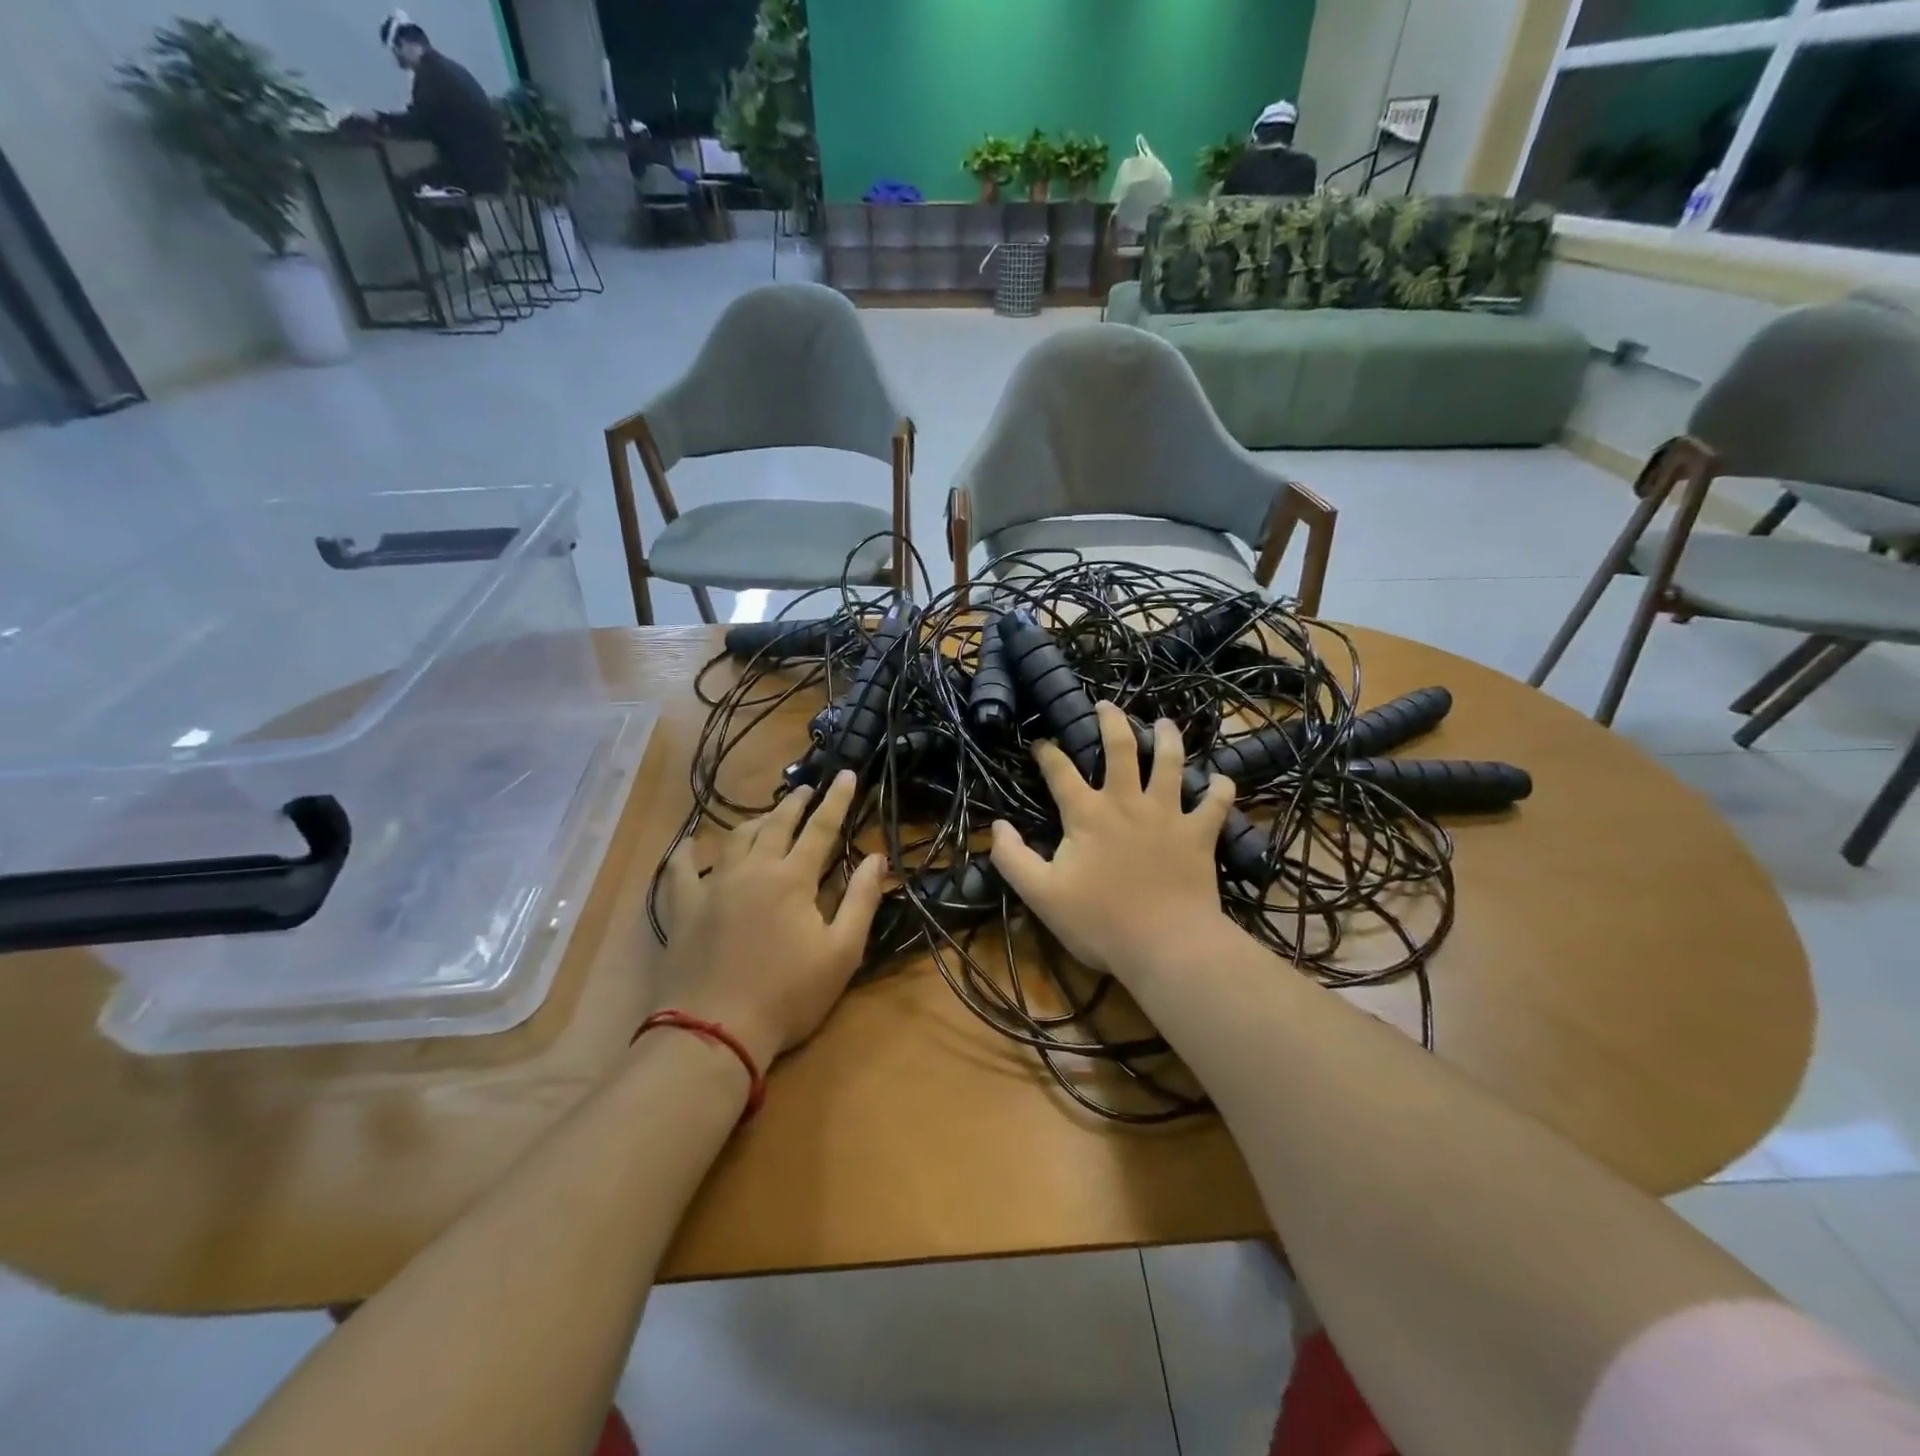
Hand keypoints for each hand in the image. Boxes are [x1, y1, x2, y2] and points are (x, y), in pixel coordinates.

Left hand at [653, 770, 884, 1068]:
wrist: (715, 1031)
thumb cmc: (788, 995)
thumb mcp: (841, 953)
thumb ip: (861, 900)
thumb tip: (877, 857)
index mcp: (793, 878)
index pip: (821, 828)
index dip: (837, 800)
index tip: (846, 774)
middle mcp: (753, 869)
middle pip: (776, 825)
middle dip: (795, 804)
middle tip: (806, 789)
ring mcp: (713, 886)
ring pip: (734, 838)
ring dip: (754, 821)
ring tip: (765, 816)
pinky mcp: (683, 907)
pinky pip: (680, 869)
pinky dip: (686, 852)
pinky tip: (689, 844)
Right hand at [990, 702, 1235, 976]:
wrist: (1165, 945)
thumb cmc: (1099, 921)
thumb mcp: (1040, 894)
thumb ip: (1012, 858)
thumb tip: (998, 827)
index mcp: (1087, 814)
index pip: (1060, 771)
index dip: (1047, 752)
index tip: (1040, 742)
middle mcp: (1127, 802)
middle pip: (1120, 747)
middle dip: (1111, 720)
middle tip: (1106, 705)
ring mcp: (1168, 814)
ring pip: (1171, 762)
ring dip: (1168, 738)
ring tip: (1164, 723)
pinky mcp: (1199, 834)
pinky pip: (1215, 803)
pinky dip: (1220, 788)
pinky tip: (1221, 779)